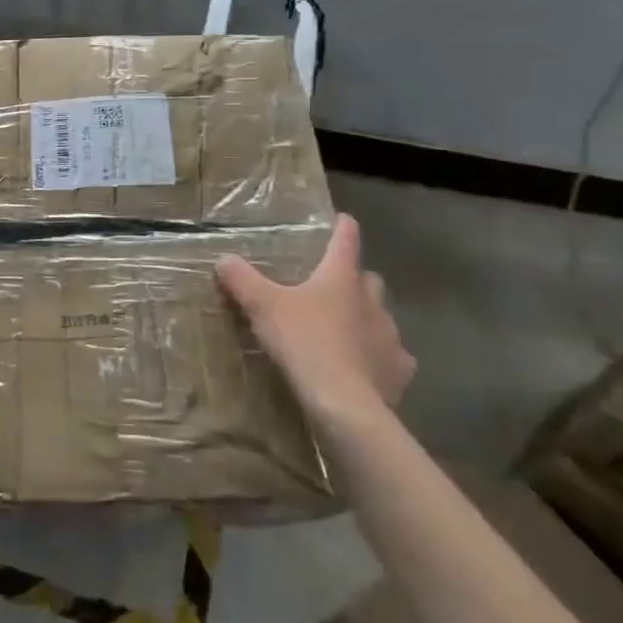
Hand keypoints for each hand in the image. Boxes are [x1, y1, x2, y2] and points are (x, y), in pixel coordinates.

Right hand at [216, 213, 414, 431]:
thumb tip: (223, 259)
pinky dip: (378, 358)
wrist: (345, 403)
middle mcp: (371, 301)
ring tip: (342, 332)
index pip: (346, 240)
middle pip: (368, 279)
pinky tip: (363, 368)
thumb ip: (242, 280)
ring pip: (380, 317)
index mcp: (341, 278)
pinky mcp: (399, 370)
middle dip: (353, 279)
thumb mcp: (263, 307)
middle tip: (331, 287)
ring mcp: (390, 336)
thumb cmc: (305, 343)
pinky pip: (392, 357)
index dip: (342, 227)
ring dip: (365, 319)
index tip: (342, 219)